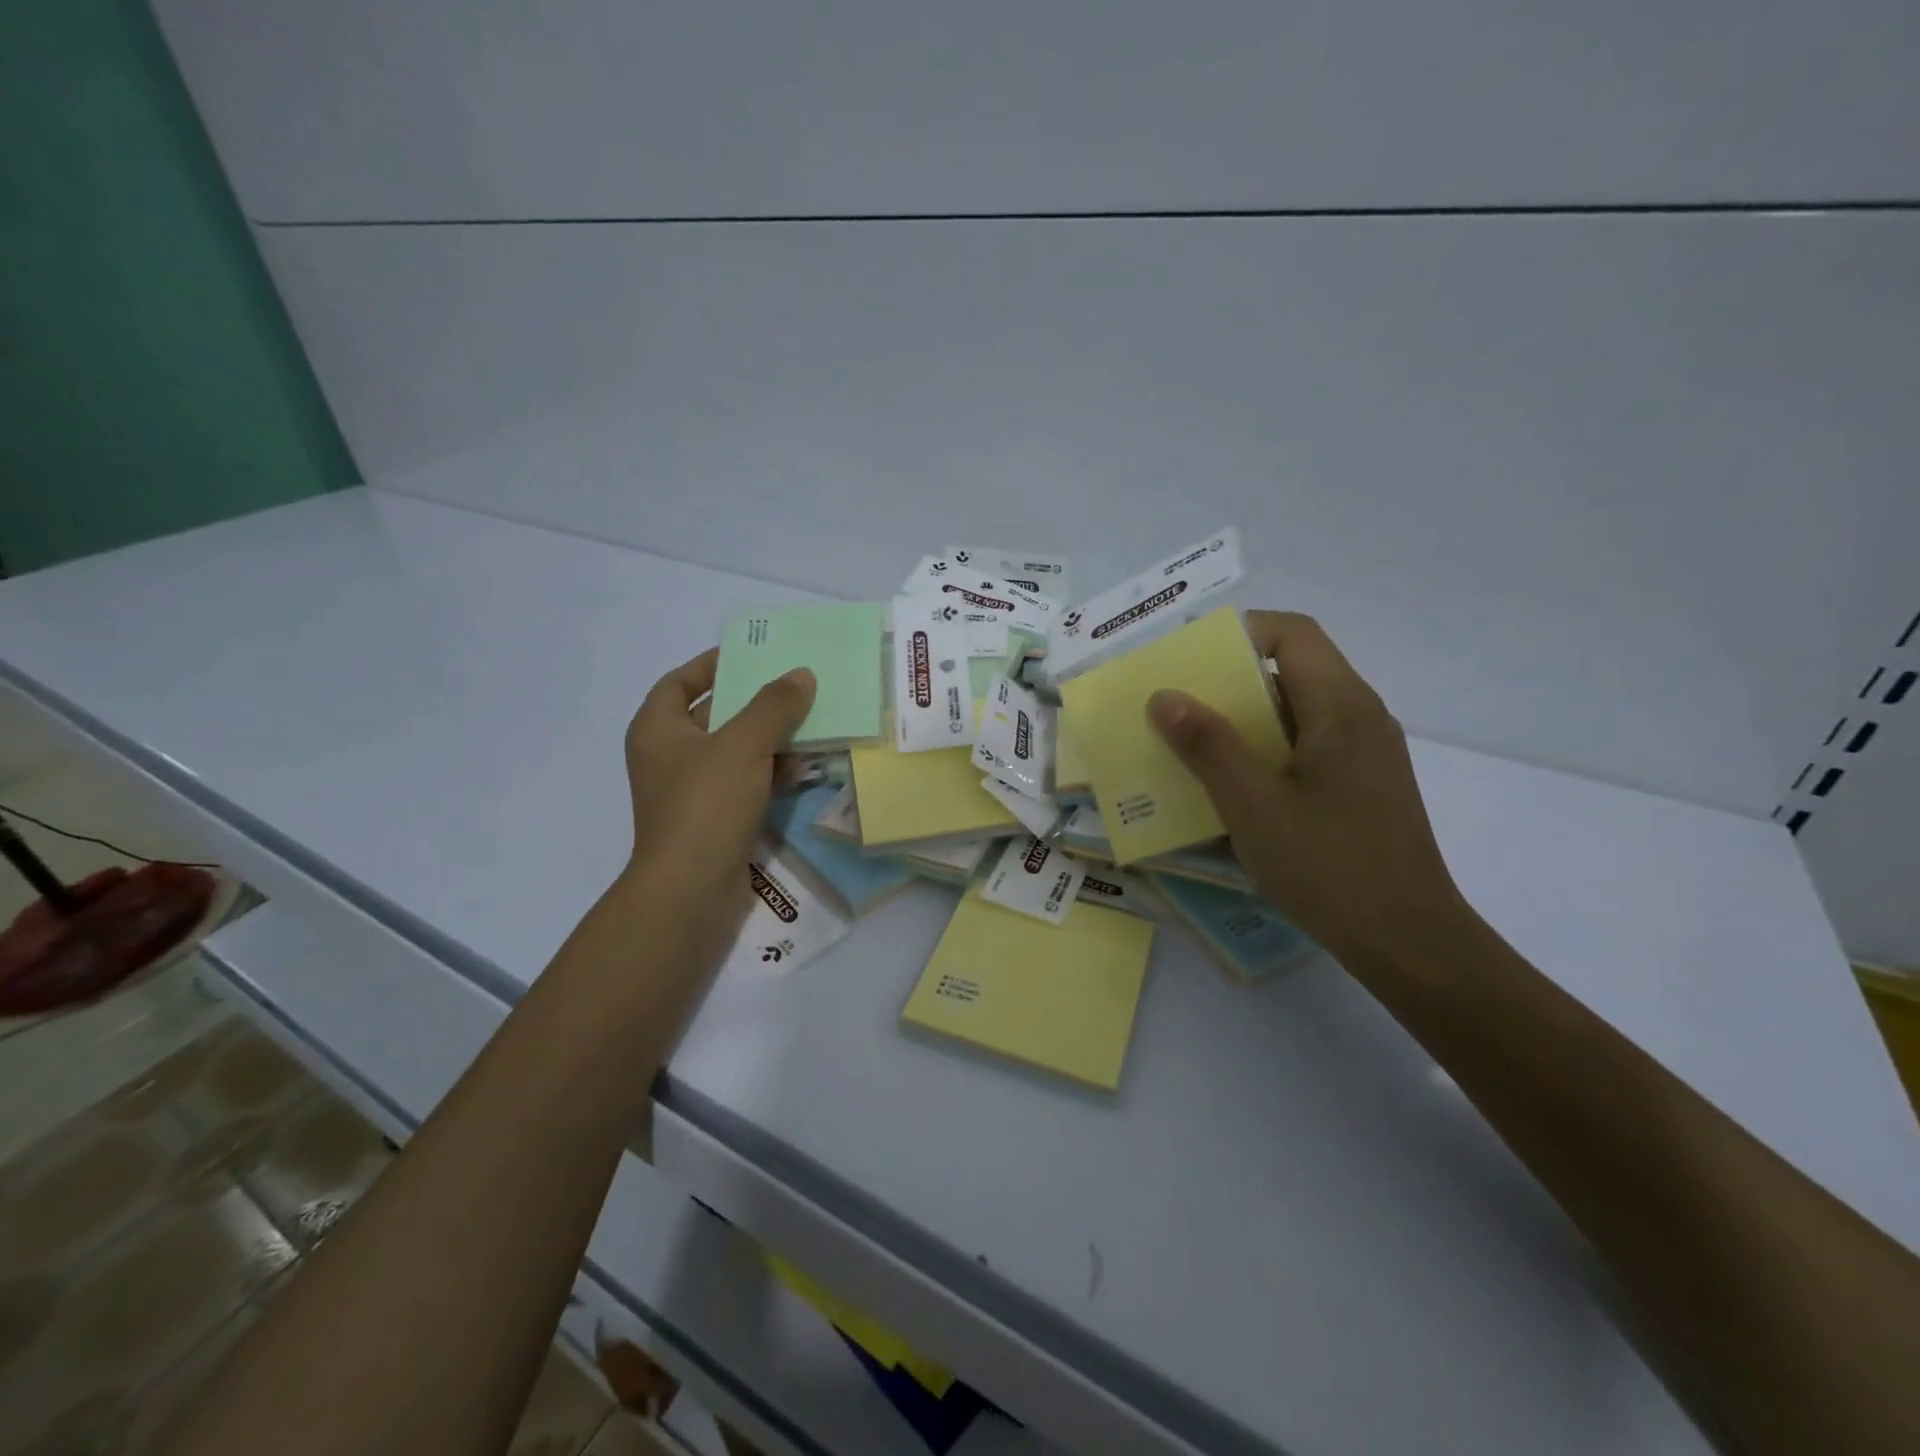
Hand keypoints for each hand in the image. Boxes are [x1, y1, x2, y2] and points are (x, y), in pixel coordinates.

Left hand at [619, 648, 815, 959]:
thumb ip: (774, 705)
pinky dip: (772, 772)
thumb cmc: (705, 805)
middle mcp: (670, 756)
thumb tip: (801, 674)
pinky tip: (806, 768)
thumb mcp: (742, 745)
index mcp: (658, 729)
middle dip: (755, 702)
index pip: (679, 681)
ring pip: (736, 750)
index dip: (711, 664)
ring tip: (813, 723)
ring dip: (772, 738)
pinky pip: (746, 782)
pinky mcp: (715, 818)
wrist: (691, 890)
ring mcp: (692, 790)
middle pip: (714, 714)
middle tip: (795, 686)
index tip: (750, 654)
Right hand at [1148, 611, 1468, 965]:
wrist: (1410, 942)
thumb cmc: (1330, 866)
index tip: (1187, 661)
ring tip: (1190, 747)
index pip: (1292, 634)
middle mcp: (1360, 717)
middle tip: (1174, 706)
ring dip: (1242, 722)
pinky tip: (1232, 790)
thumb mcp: (1253, 805)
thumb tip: (1164, 695)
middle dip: (1228, 683)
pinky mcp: (1361, 787)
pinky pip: (1305, 748)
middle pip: (1290, 672)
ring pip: (1295, 713)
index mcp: (1341, 706)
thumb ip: (1208, 745)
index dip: (1238, 633)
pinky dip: (1264, 753)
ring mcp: (1365, 755)